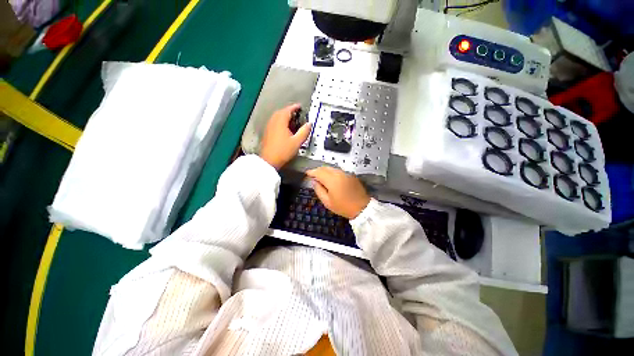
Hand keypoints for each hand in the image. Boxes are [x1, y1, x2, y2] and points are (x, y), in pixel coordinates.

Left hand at [260, 104, 311, 168]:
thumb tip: (309, 124)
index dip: (295, 107)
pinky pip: (275, 122)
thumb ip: (304, 131)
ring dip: (285, 117)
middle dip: (290, 112)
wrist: (269, 160)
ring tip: (293, 121)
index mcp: (280, 121)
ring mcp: (269, 126)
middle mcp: (273, 121)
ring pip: (278, 117)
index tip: (300, 107)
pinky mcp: (268, 132)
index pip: (288, 109)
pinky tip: (286, 129)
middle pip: (282, 112)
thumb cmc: (282, 151)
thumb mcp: (297, 142)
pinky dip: (281, 122)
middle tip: (297, 114)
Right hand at [306, 167, 370, 218]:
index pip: (319, 172)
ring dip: (325, 171)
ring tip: (321, 177)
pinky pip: (338, 171)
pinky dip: (332, 172)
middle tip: (313, 176)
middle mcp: (339, 173)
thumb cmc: (343, 207)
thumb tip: (314, 181)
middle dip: (318, 170)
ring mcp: (346, 173)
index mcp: (332, 180)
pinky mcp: (350, 174)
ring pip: (332, 168)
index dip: (312, 172)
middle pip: (325, 168)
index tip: (307, 173)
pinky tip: (331, 179)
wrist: (362, 208)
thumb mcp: (327, 202)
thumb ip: (318, 190)